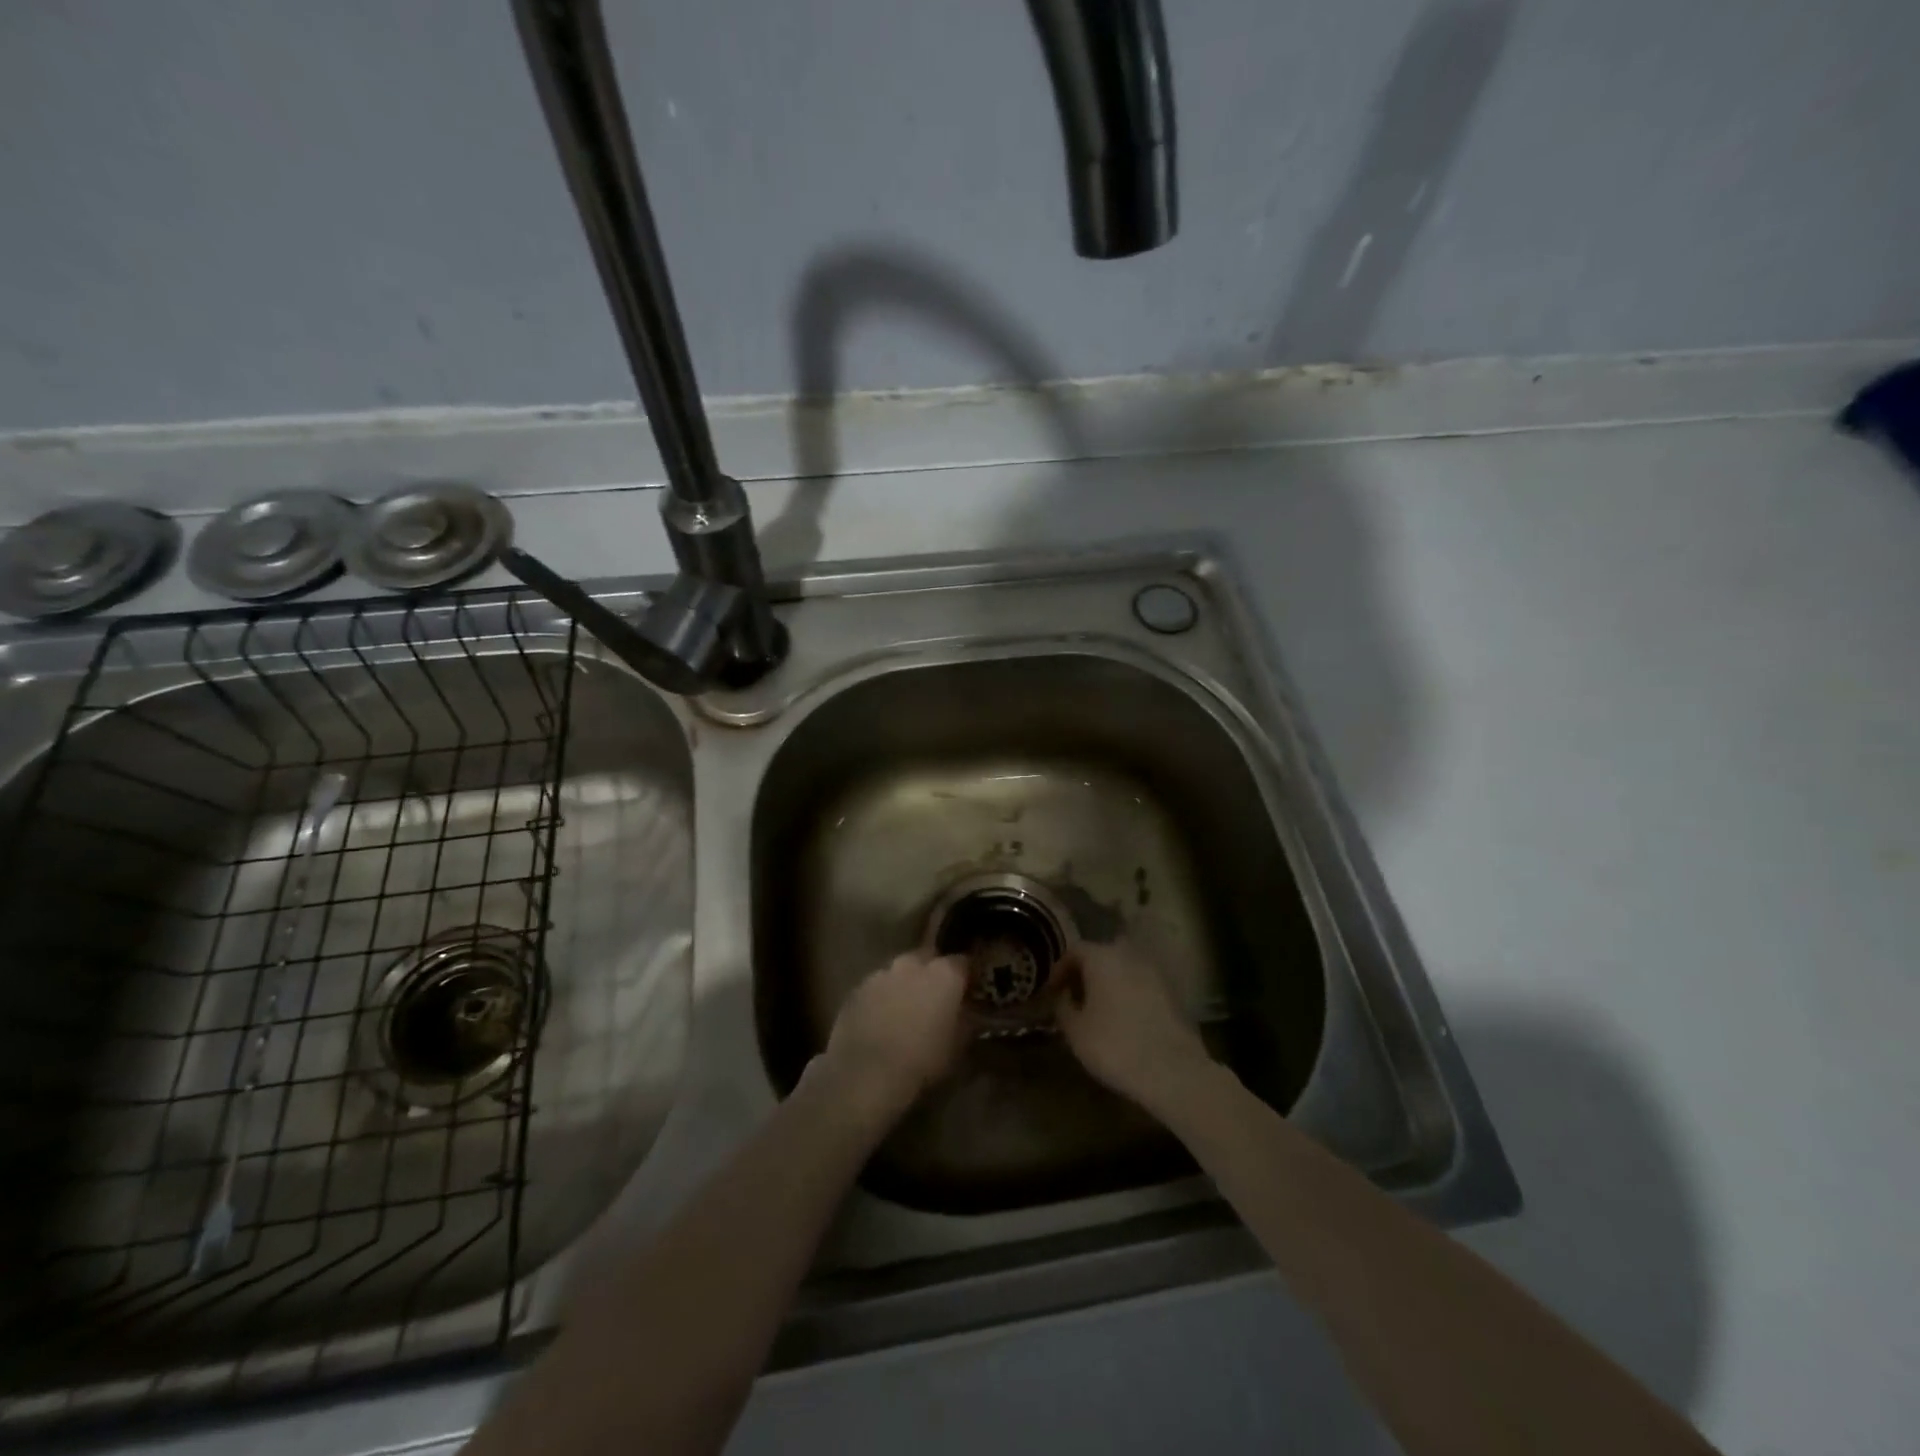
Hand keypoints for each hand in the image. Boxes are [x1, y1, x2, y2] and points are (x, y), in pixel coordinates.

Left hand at [816, 950, 968, 1117]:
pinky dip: (881, 997)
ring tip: (905, 1011)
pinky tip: (880, 1020)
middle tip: (934, 998)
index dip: (965, 976)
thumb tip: (969, 1012)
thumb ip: (966, 1020)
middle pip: (928, 959)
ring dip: (905, 984)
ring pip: (899, 972)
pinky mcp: (856, 989)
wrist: (865, 1074)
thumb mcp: (957, 1046)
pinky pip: (876, 987)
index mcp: (943, 974)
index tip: (967, 990)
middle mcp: (912, 964)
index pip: (962, 962)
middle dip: (932, 973)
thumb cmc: (921, 1060)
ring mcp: (881, 973)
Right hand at [1055, 941, 1213, 1109]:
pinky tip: (1124, 1020)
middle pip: (1101, 956)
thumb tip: (1061, 996)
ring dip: (1109, 984)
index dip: (1059, 970)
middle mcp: (1129, 956)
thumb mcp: (1075, 1031)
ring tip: (1099, 1011)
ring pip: (1124, 970)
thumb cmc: (1114, 1046)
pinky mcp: (1173, 993)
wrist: (1173, 1071)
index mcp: (1102, 957)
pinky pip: (1141, 986)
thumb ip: (1062, 1007)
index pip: (1074, 951)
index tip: (1052, 992)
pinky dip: (1129, 995)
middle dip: (1086, 974)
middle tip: (1075, 999)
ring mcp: (1155, 973)